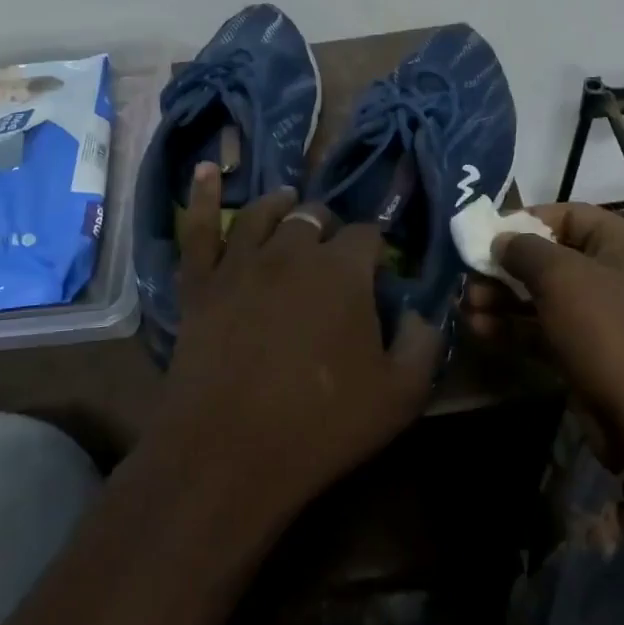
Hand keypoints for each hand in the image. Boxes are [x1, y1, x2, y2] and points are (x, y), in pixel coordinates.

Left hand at [155, 165, 441, 527]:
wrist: (228, 454)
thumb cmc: (321, 425)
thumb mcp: (401, 393)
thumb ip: (424, 342)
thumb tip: (424, 310)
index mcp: (343, 270)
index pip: (368, 235)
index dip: (376, 248)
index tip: (379, 268)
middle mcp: (292, 250)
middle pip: (315, 217)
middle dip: (330, 227)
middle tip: (334, 251)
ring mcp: (241, 262)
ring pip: (264, 212)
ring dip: (282, 204)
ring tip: (289, 202)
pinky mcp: (200, 283)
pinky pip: (199, 228)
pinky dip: (203, 195)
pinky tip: (205, 169)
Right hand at [462, 203, 623, 458]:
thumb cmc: (608, 330)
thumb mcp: (561, 277)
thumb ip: (523, 250)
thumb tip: (500, 239)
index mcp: (621, 242)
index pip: (566, 214)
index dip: (523, 220)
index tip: (485, 234)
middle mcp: (614, 273)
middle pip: (549, 257)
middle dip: (504, 267)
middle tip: (468, 277)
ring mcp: (601, 316)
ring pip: (543, 296)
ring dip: (502, 299)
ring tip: (465, 306)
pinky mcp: (587, 353)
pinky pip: (544, 329)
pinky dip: (513, 327)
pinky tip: (478, 329)